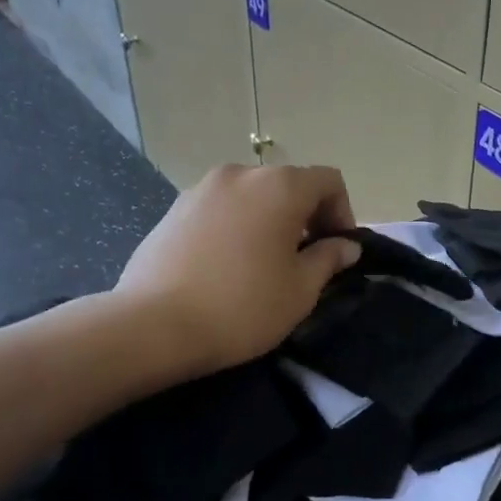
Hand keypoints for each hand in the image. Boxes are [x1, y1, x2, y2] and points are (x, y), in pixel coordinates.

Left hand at [111, 164, 360, 377]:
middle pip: (288, 184)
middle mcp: (241, 174)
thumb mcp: (301, 289)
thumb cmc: (243, 307)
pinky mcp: (174, 209)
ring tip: (263, 264)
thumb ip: (328, 259)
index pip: (328, 180)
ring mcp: (201, 189)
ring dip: (269, 220)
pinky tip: (227, 266)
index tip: (338, 250)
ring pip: (252, 196)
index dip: (343, 212)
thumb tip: (345, 245)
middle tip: (304, 260)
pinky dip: (236, 226)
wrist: (155, 326)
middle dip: (306, 216)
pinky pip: (221, 209)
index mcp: (280, 187)